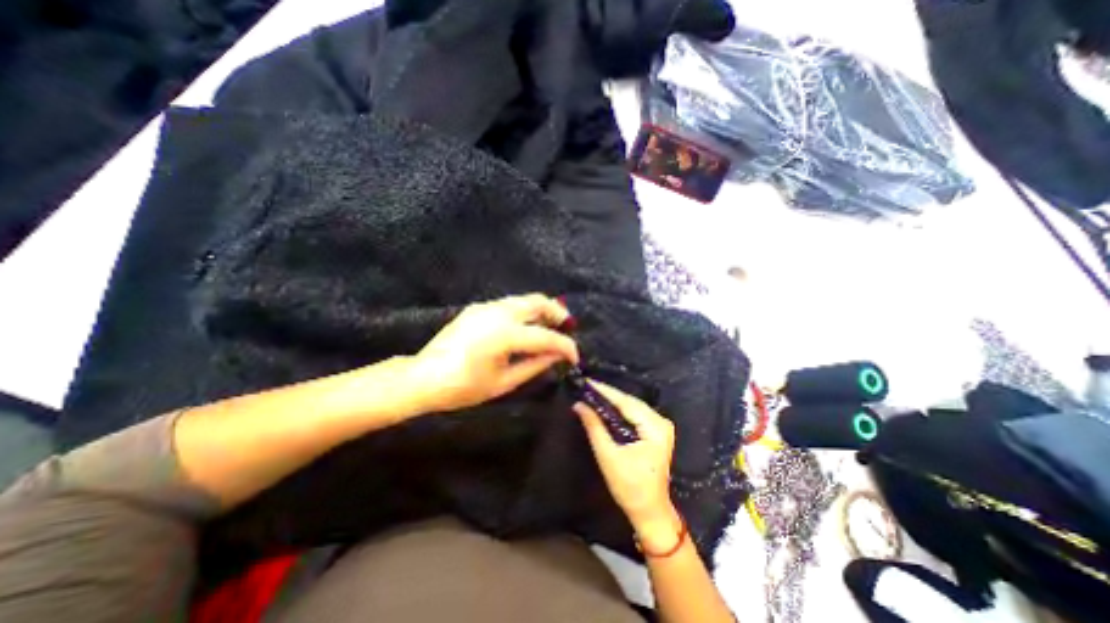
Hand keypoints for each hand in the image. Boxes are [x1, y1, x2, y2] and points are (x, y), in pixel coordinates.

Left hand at [409, 295, 580, 413]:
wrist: (423, 377)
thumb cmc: (463, 387)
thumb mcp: (504, 382)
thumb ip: (535, 365)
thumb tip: (557, 356)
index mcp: (505, 335)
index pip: (546, 336)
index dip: (565, 346)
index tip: (574, 357)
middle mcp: (498, 313)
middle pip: (538, 302)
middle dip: (558, 313)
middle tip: (568, 328)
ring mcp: (486, 307)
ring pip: (524, 299)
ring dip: (542, 310)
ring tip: (551, 326)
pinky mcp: (478, 308)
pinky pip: (510, 304)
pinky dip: (525, 311)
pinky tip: (526, 326)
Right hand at [578, 379, 680, 550]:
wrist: (649, 510)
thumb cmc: (629, 487)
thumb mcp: (608, 455)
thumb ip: (594, 427)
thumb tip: (579, 404)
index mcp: (654, 427)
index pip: (626, 402)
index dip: (605, 391)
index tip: (587, 382)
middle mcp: (661, 421)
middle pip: (630, 402)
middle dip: (608, 395)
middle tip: (586, 387)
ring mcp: (661, 425)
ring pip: (632, 406)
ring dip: (613, 401)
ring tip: (592, 393)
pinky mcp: (656, 431)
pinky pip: (635, 413)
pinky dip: (620, 409)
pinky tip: (606, 406)